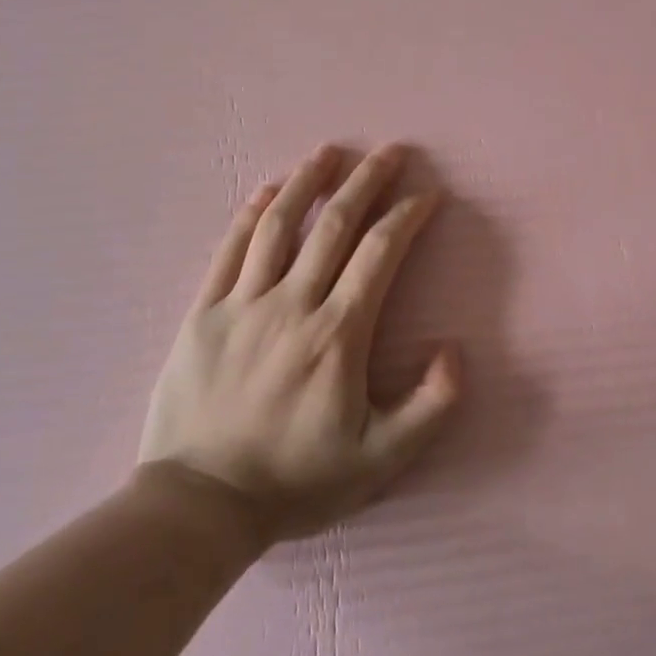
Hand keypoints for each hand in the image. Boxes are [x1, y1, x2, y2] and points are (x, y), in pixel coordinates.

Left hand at [139, 143, 461, 544]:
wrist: (200, 504)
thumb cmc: (297, 481)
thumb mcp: (381, 460)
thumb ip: (430, 406)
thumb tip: (455, 350)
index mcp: (337, 334)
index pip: (380, 254)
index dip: (407, 216)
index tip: (427, 194)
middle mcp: (292, 304)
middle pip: (334, 225)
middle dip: (367, 181)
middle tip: (391, 151)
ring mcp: (242, 304)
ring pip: (279, 225)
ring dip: (308, 182)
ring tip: (330, 152)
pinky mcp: (203, 314)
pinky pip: (229, 251)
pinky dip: (250, 215)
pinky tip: (266, 191)